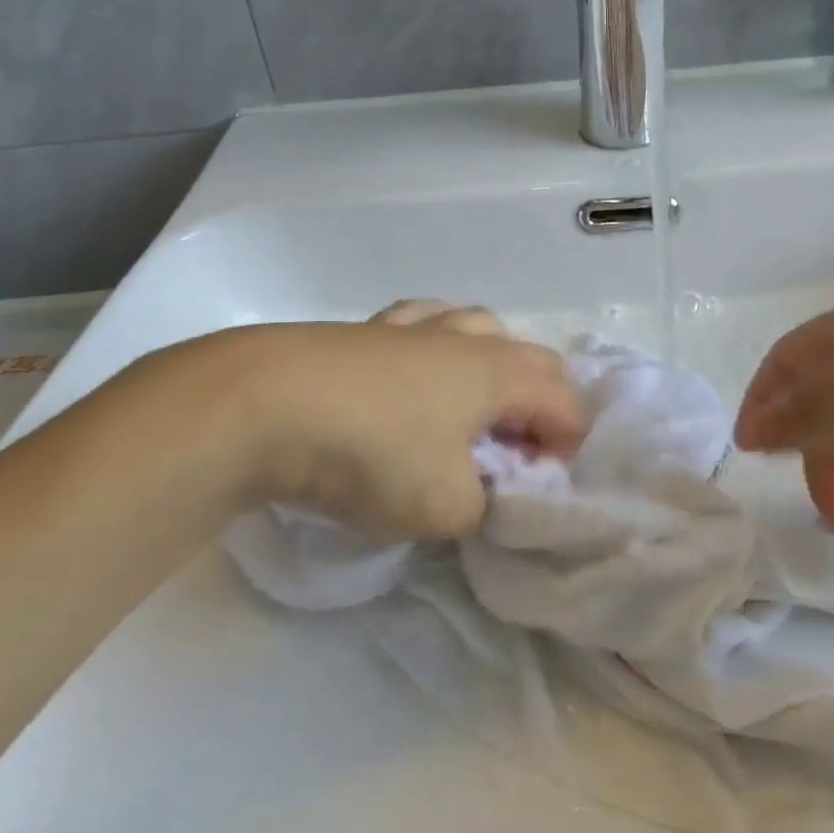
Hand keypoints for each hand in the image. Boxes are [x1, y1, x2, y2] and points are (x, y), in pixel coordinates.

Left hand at [124, 302, 580, 540]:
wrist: (265, 404)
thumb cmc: (374, 453)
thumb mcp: (444, 507)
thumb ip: (481, 507)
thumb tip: (479, 495)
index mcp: (498, 373)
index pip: (563, 401)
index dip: (569, 444)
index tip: (544, 486)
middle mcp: (466, 340)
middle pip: (530, 357)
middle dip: (541, 402)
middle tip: (520, 450)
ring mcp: (414, 327)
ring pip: (478, 327)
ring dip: (493, 365)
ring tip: (473, 405)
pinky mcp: (366, 330)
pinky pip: (423, 325)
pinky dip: (436, 348)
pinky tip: (414, 373)